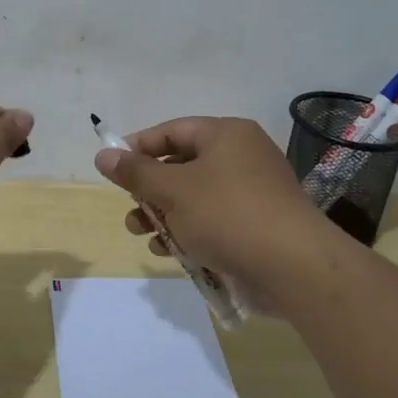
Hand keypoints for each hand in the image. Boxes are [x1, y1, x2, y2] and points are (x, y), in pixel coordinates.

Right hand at [95, 117, 339, 297]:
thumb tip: (103, 154)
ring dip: (164, 215)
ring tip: (141, 234)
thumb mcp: (173, 190)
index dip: (139, 146)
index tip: (112, 167)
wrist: (294, 267)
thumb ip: (136, 173)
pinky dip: (189, 232)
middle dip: (150, 190)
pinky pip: (213, 221)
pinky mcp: (257, 226)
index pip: (173, 130)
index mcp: (227, 135)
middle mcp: (242, 157)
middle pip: (183, 165)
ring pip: (195, 197)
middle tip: (130, 208)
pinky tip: (170, 252)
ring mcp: (252, 193)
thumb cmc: (228, 215)